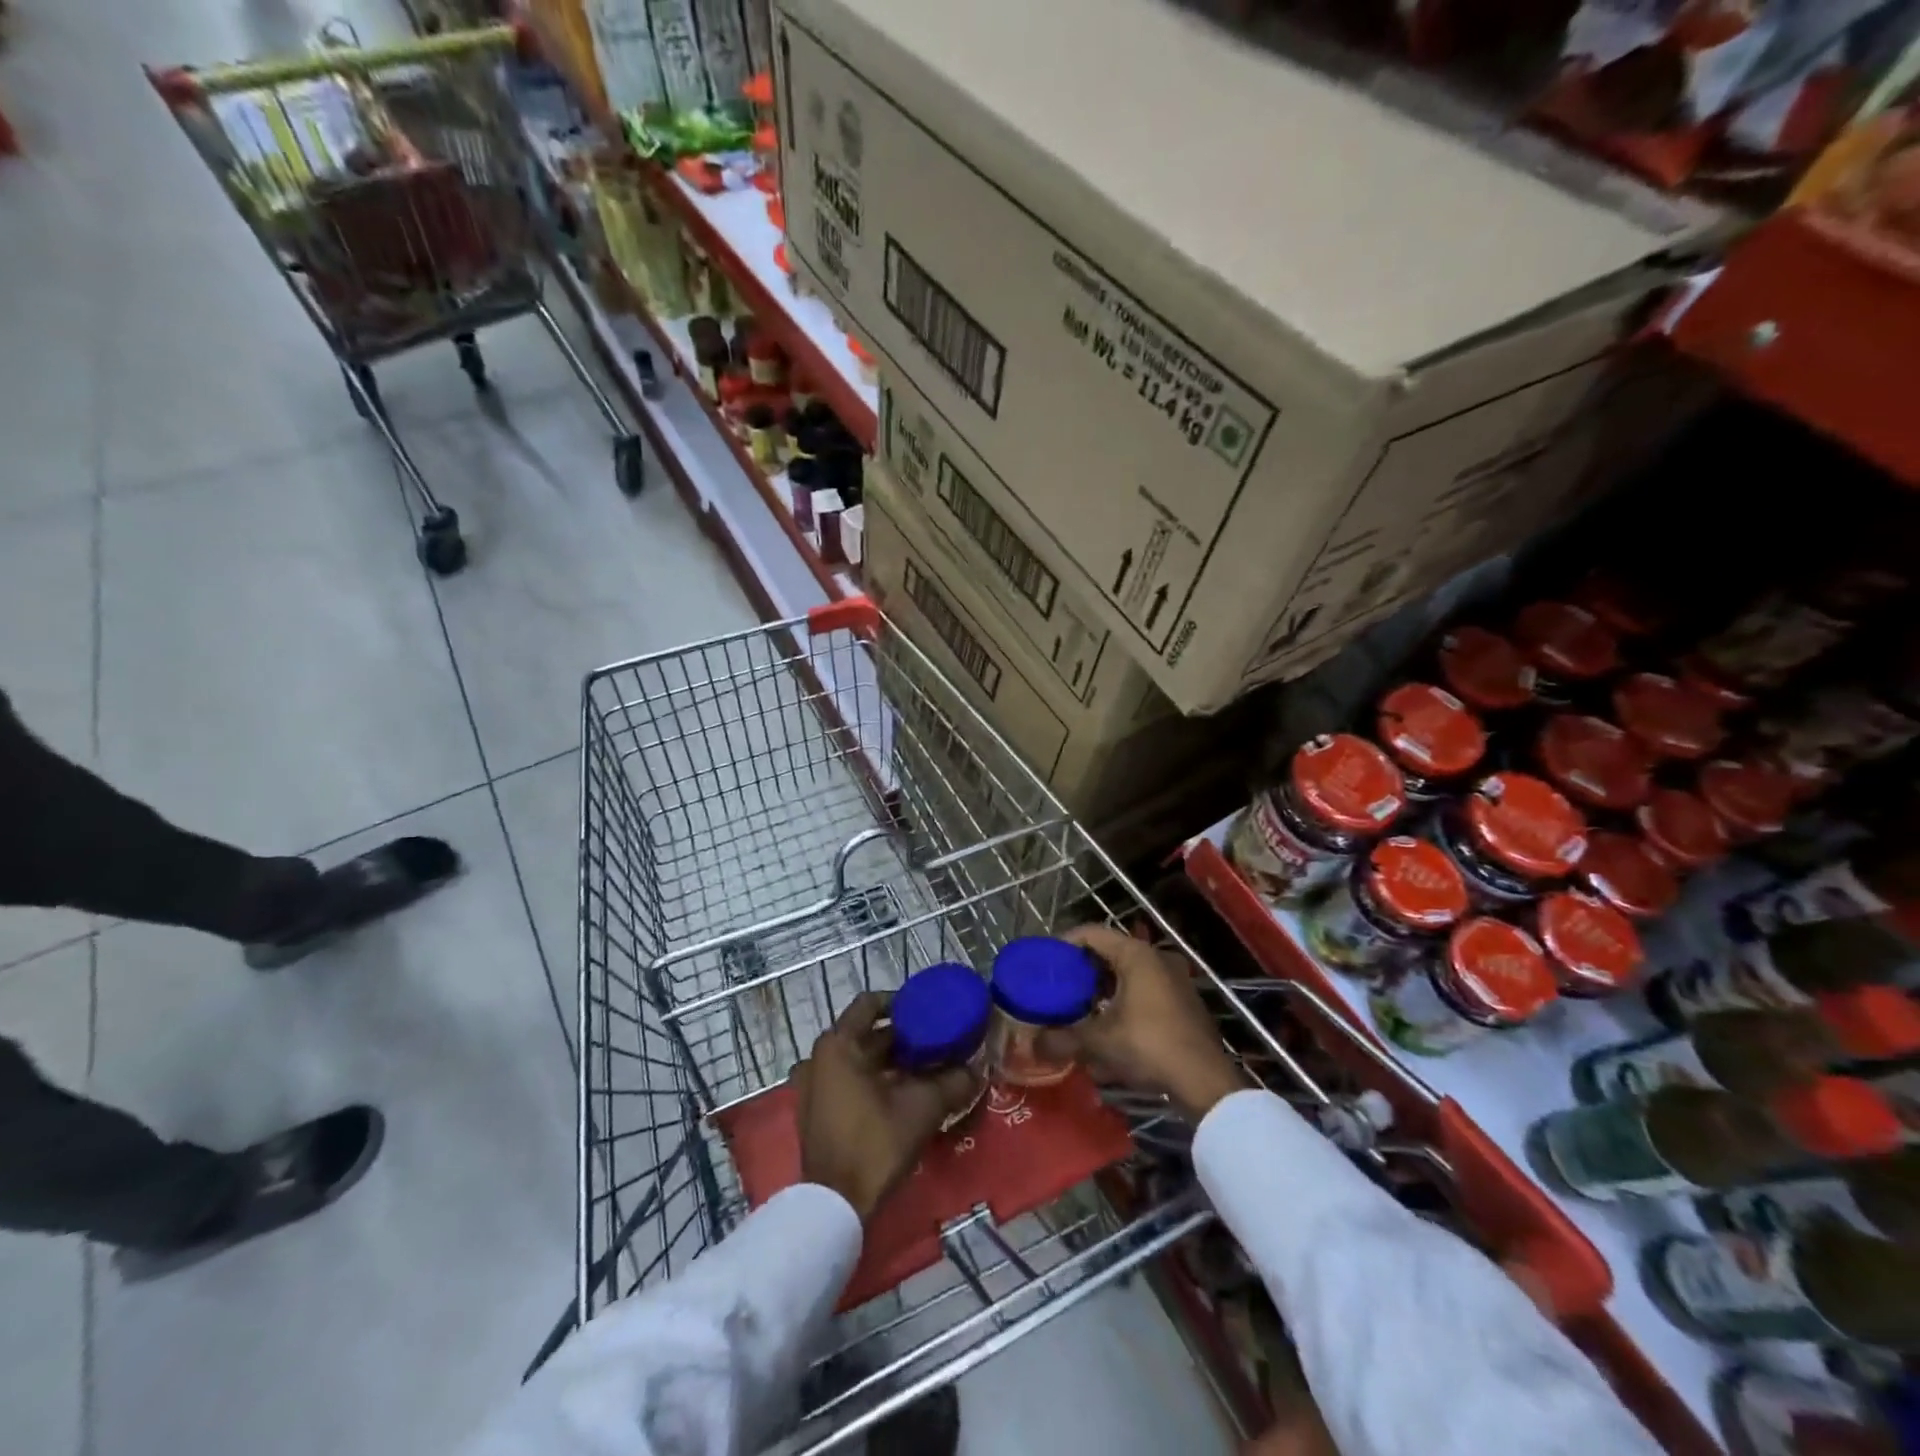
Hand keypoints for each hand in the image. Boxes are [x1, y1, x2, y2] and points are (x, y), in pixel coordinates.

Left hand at [793, 992, 979, 1221]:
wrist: (835, 1206)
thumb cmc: (875, 1143)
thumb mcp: (922, 1109)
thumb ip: (952, 1082)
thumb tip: (979, 1069)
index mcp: (838, 1045)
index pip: (869, 1004)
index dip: (900, 1003)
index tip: (927, 1012)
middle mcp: (819, 1058)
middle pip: (865, 1034)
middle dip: (901, 1038)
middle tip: (936, 1043)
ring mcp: (812, 1086)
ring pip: (858, 1060)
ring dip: (888, 1061)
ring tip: (924, 1069)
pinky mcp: (815, 1111)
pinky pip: (846, 1081)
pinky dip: (872, 1081)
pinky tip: (901, 1095)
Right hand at [1038, 923, 1247, 1120]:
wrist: (1205, 1081)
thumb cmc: (1148, 1046)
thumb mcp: (1098, 1042)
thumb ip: (1062, 1038)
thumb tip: (1033, 1045)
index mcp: (1136, 954)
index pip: (1091, 933)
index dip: (1064, 944)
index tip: (1046, 962)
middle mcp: (1157, 957)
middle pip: (1110, 952)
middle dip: (1083, 970)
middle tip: (1060, 988)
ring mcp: (1175, 979)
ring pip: (1129, 973)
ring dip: (1104, 988)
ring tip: (1082, 1009)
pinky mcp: (1184, 1002)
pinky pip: (1145, 990)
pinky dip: (1124, 1000)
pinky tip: (1111, 1027)